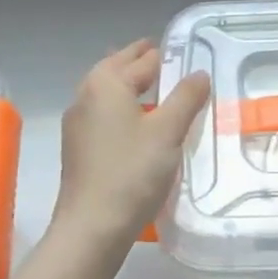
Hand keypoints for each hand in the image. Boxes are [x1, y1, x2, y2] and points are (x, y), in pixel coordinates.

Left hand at [51, 39, 210, 251]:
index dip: (165, 53)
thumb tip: (200, 73)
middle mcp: (86, 95)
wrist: (91, 228)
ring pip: (107, 91)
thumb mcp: (168, 132)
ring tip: (158, 89)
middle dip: (141, 62)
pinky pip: (103, 113)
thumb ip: (186, 97)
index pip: (142, 58)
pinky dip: (121, 107)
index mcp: (106, 83)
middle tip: (170, 60)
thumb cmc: (132, 173)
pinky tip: (139, 123)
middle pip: (117, 68)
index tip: (185, 51)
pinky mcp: (78, 146)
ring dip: (130, 84)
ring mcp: (77, 123)